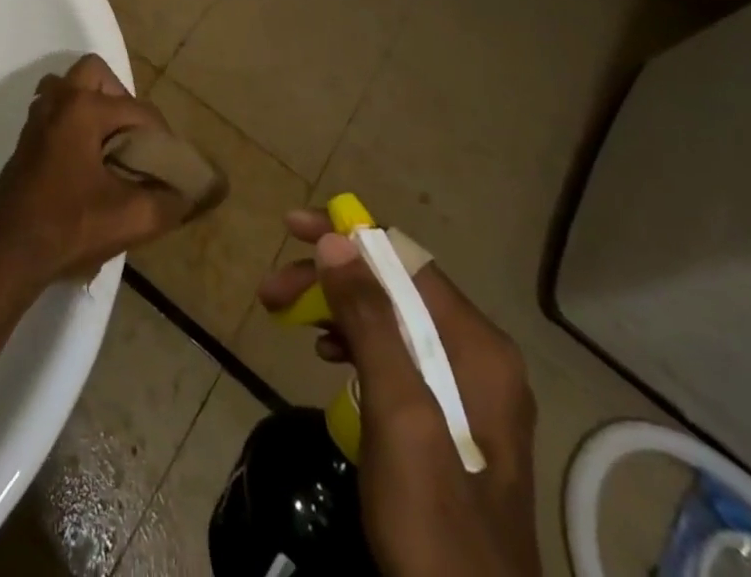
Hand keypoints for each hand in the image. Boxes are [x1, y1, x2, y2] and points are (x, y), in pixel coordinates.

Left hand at [0, 55, 186, 294]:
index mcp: (82, 108)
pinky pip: (57, 109)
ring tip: (113, 145)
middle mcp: (57, 100)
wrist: (7, 252)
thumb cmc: (69, 226)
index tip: (172, 166)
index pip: (137, 109)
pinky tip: (88, 159)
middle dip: (122, 100)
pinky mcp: (27, 138)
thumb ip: (171, 200)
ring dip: (95, 106)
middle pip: (96, 74)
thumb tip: (200, 191)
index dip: (161, 137)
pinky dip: (76, 120)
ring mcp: (37, 117)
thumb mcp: (130, 218)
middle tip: (135, 139)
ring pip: (70, 88)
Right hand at [256, 210, 540, 576]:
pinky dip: (353, 342)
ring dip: (334, 307)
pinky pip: (393, 354)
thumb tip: (337, 240)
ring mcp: (465, 391)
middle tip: (272, 290)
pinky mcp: (446, 421)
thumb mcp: (398, 415)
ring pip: (388, 318)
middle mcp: (477, 357)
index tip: (292, 227)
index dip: (347, 234)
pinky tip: (325, 353)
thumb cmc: (436, 522)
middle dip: (331, 278)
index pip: (405, 258)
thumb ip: (371, 322)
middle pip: (394, 286)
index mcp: (478, 347)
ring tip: (283, 315)